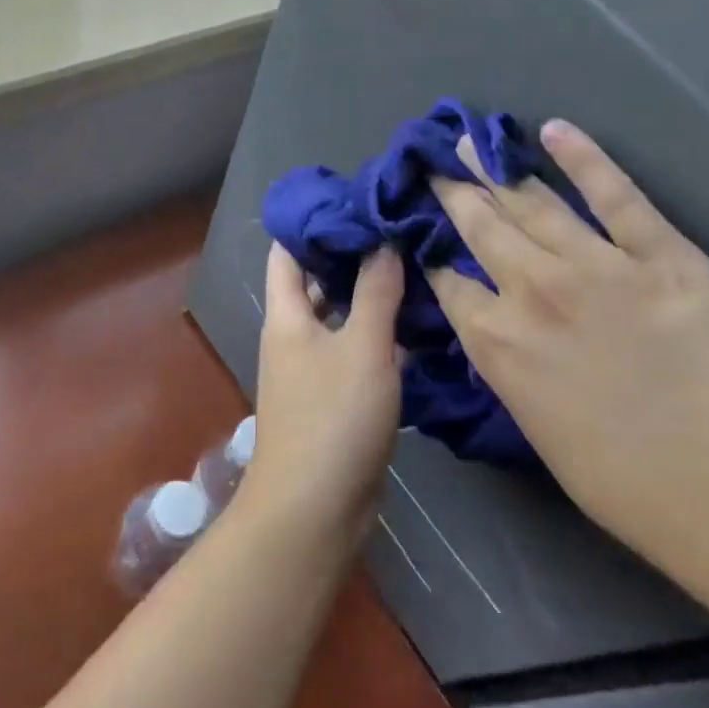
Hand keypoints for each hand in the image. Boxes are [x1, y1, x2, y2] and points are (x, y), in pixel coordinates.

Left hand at [245, 242, 403, 533]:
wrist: (316, 508)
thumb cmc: (333, 418)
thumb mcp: (361, 347)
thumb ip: (374, 292)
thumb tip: (381, 241)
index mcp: (286, 316)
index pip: (289, 251)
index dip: (316, 221)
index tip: (359, 200)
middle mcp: (294, 337)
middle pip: (318, 283)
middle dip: (353, 256)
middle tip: (401, 230)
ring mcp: (314, 370)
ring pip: (343, 319)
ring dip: (373, 297)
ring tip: (419, 267)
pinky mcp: (337, 400)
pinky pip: (358, 354)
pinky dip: (382, 338)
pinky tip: (421, 327)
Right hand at [427, 121, 708, 536]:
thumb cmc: (617, 478)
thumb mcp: (533, 423)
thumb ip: (509, 367)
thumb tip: (500, 334)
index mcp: (495, 342)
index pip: (448, 282)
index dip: (432, 253)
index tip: (421, 231)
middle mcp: (531, 292)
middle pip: (481, 229)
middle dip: (454, 195)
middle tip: (435, 166)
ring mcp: (595, 267)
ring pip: (534, 206)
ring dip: (496, 171)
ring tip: (471, 144)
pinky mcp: (660, 254)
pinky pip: (616, 197)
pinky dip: (584, 160)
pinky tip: (554, 131)